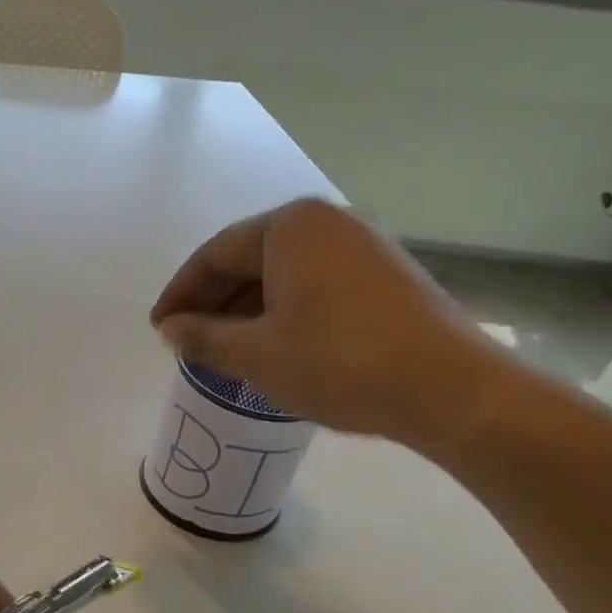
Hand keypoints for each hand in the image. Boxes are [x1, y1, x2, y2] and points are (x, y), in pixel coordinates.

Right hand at [149, 198, 506, 451]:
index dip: (180, 293)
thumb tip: (171, 330)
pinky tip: (275, 344)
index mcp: (290, 226)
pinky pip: (316, 283)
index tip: (160, 328)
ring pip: (284, 273)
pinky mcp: (388, 274)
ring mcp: (364, 245)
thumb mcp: (257, 355)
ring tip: (226, 349)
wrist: (452, 390)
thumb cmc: (339, 363)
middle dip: (214, 301)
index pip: (215, 254)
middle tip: (188, 340)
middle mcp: (328, 222)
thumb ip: (204, 337)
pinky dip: (285, 310)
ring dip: (248, 309)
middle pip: (250, 258)